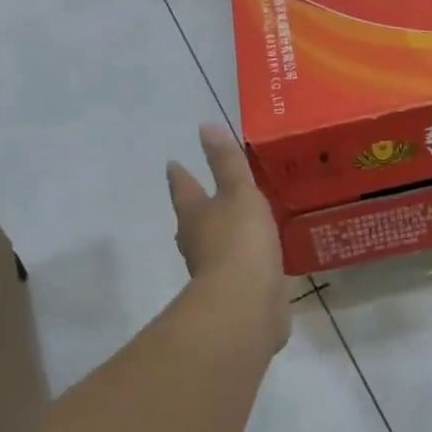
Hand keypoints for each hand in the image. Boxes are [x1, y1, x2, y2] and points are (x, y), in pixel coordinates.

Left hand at [167, 124, 289, 356]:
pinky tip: (257, 258)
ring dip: (220, 235)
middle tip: (199, 196)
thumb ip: (227, 163)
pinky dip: (243, 260)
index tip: (173, 163)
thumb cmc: (240, 241)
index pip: (184, 189)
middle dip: (195, 208)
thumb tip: (205, 126)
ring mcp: (214, 271)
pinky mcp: (235, 293)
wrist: (245, 304)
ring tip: (234, 224)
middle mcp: (197, 242)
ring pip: (213, 246)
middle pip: (192, 220)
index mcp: (195, 215)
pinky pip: (238, 268)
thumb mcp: (239, 193)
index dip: (181, 175)